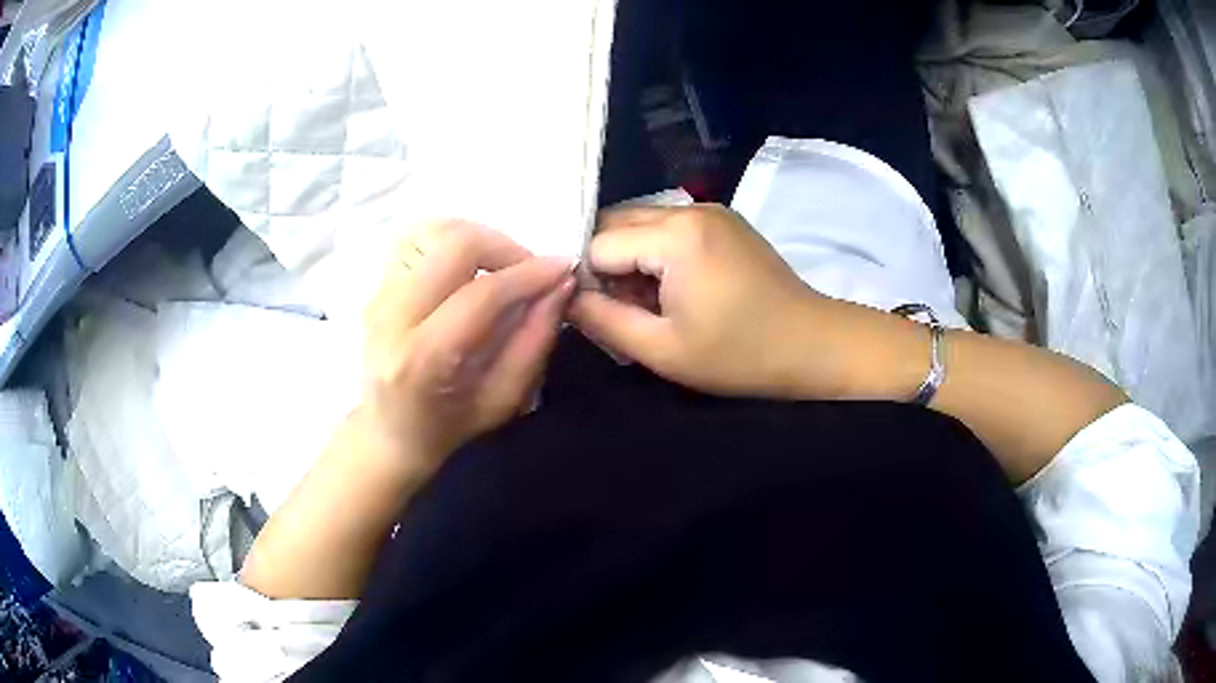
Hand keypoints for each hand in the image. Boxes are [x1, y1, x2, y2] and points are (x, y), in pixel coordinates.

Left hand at [362, 220, 575, 467]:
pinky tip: (469, 266)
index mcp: (423, 359)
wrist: (387, 431)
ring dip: (478, 240)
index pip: (482, 293)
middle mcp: (392, 316)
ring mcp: (378, 294)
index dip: (529, 274)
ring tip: (499, 268)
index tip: (563, 268)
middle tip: (528, 270)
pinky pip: (418, 239)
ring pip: (434, 231)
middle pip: (454, 244)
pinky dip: (453, 241)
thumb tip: (560, 285)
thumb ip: (535, 341)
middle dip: (505, 246)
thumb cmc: (447, 426)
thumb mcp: (503, 400)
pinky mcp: (376, 283)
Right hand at [571, 204, 859, 398]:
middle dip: (606, 264)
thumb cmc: (739, 355)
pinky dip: (656, 253)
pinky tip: (671, 288)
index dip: (588, 280)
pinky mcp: (722, 219)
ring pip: (639, 223)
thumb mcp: (662, 349)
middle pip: (615, 223)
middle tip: (621, 308)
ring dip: (630, 259)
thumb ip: (602, 320)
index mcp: (674, 235)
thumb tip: (564, 296)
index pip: (597, 244)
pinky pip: (668, 227)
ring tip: (648, 301)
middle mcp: (688, 207)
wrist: (813, 345)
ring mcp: (709, 209)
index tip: (600, 315)